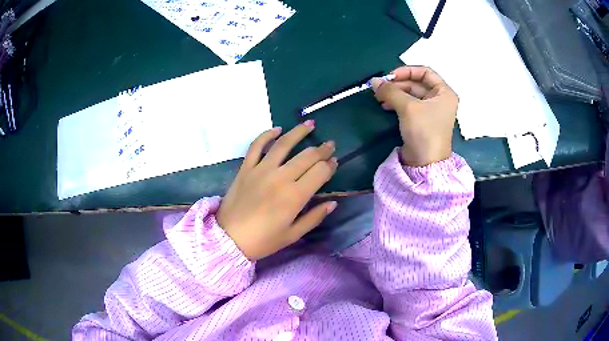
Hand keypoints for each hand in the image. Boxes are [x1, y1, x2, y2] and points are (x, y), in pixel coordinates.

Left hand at [217, 121, 337, 260]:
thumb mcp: (292, 235)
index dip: (330, 165)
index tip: (334, 162)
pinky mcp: (245, 168)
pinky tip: (277, 129)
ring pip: (284, 144)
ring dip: (299, 132)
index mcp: (295, 196)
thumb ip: (314, 218)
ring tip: (310, 125)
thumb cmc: (263, 241)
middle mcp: (280, 178)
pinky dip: (266, 135)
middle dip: (322, 149)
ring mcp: (261, 170)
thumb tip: (332, 203)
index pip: (320, 172)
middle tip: (330, 144)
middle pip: (307, 156)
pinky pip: (256, 146)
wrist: (228, 239)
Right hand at [371, 66, 458, 166]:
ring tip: (380, 98)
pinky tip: (385, 105)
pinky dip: (397, 103)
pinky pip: (409, 105)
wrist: (426, 163)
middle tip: (380, 88)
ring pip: (411, 94)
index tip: (390, 76)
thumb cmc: (424, 130)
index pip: (425, 72)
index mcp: (444, 92)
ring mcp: (431, 110)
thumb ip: (391, 91)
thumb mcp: (407, 107)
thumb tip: (374, 81)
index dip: (407, 71)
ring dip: (395, 94)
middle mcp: (439, 99)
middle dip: (398, 84)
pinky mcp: (422, 121)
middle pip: (417, 83)